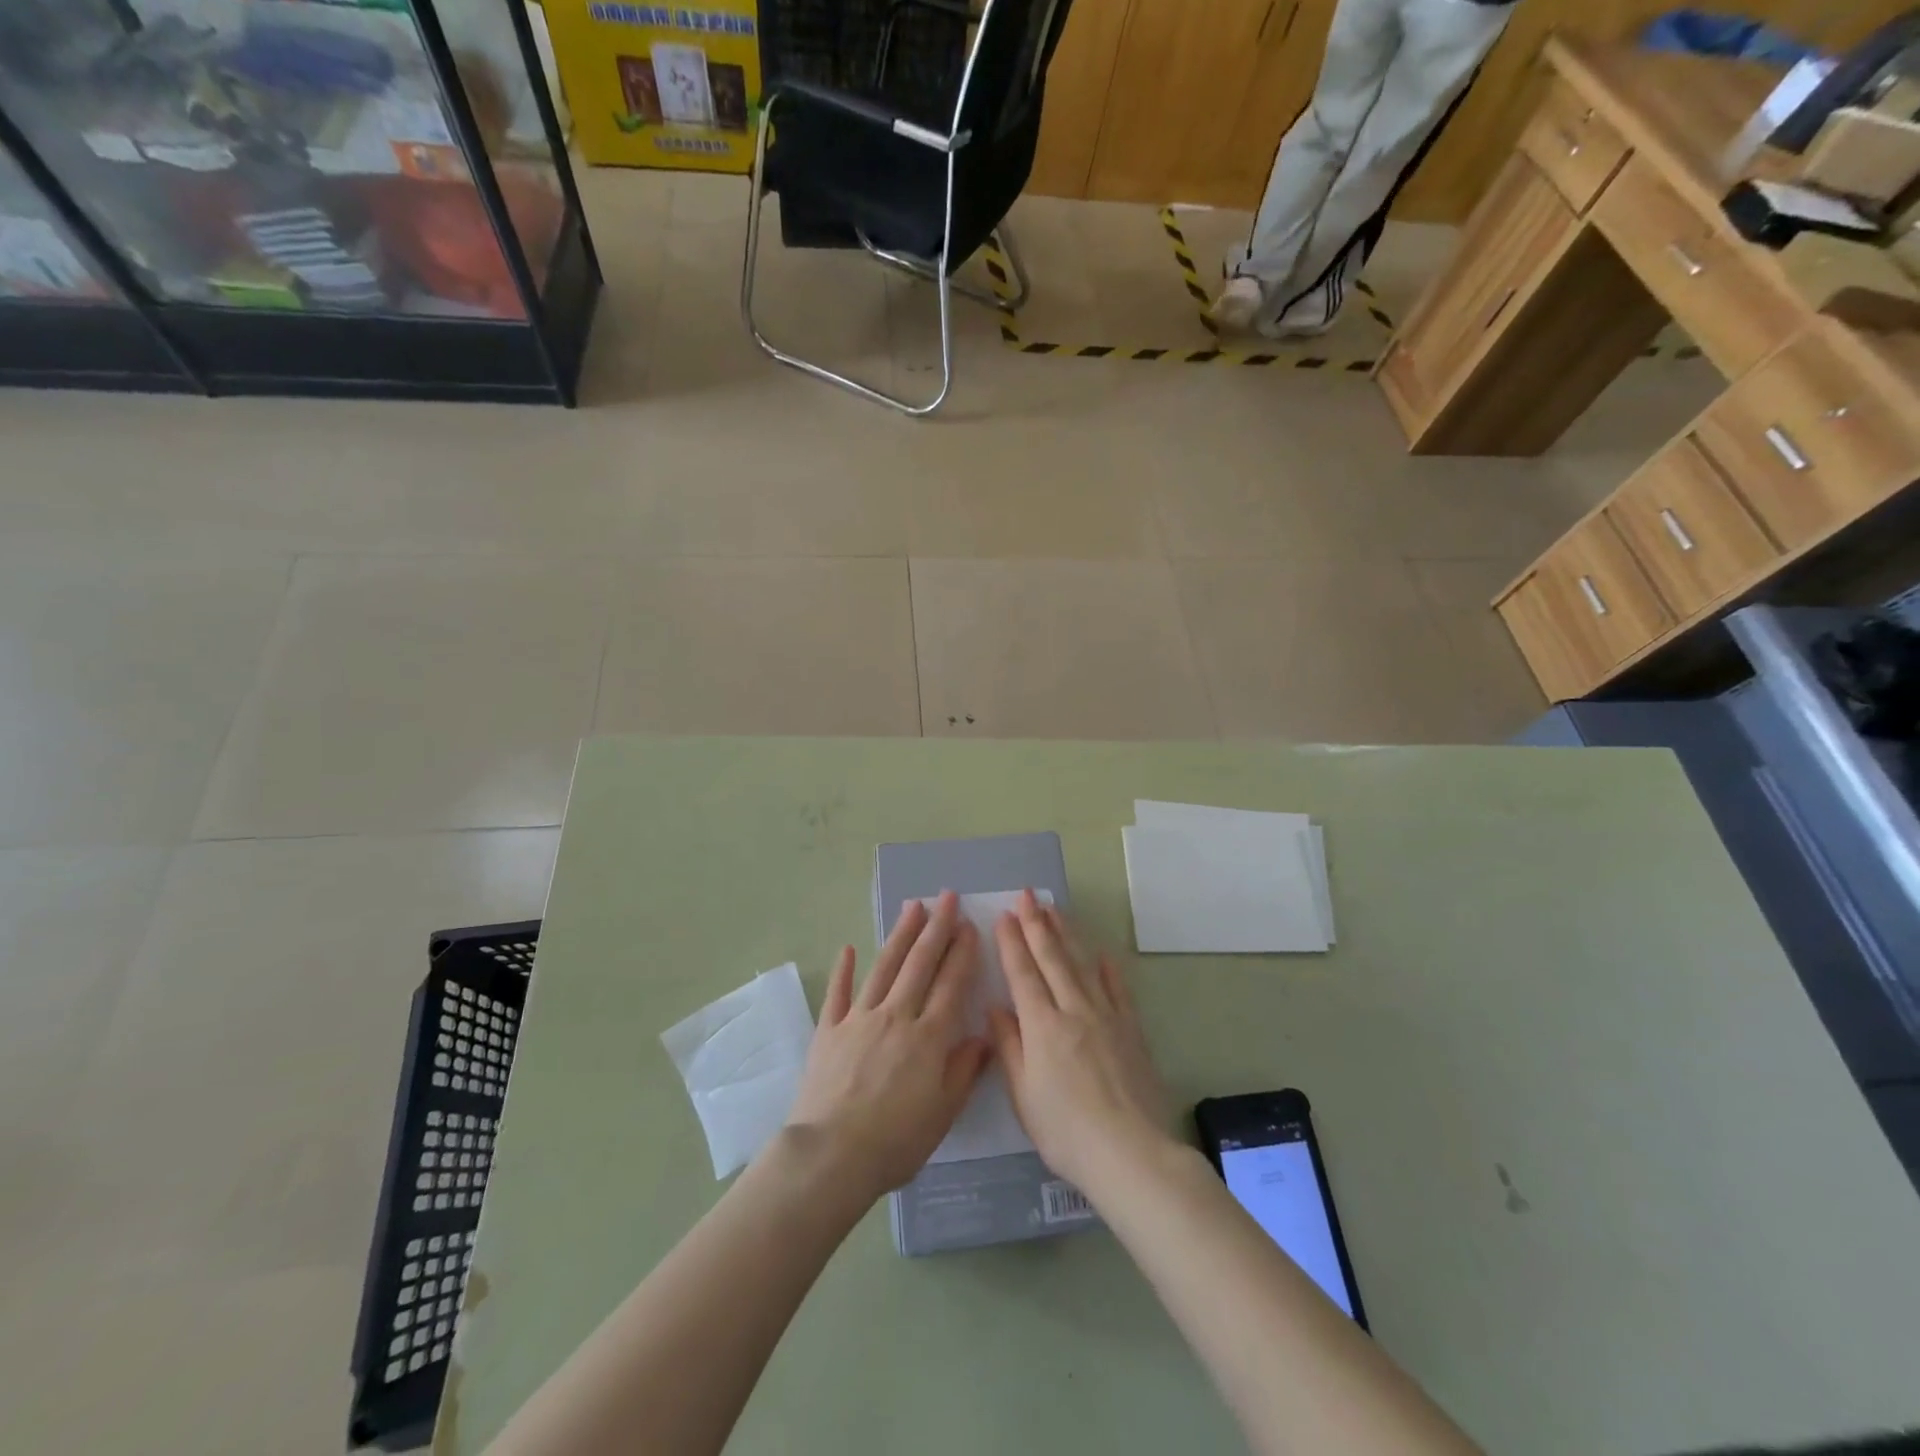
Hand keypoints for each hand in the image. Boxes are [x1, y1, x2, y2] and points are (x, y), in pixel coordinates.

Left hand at [784, 891, 990, 1199]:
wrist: (832, 1155)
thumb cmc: (895, 1141)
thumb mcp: (943, 1113)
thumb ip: (963, 1071)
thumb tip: (982, 1037)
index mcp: (928, 1037)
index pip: (950, 984)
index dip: (962, 953)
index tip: (969, 926)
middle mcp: (896, 1016)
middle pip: (920, 964)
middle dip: (936, 928)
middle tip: (947, 897)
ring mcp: (859, 1019)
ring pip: (884, 967)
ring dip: (900, 935)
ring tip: (913, 907)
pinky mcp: (829, 1030)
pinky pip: (838, 993)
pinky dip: (843, 970)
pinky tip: (848, 948)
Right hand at [989, 890, 1173, 1194]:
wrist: (1131, 1153)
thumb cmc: (1066, 1132)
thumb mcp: (1024, 1096)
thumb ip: (1009, 1047)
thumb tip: (996, 1007)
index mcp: (1042, 1026)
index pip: (1023, 974)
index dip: (1012, 943)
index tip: (1004, 915)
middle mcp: (1073, 1010)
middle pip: (1052, 959)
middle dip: (1037, 924)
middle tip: (1028, 895)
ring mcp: (1106, 1017)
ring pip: (1082, 965)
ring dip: (1067, 935)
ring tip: (1055, 909)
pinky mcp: (1131, 1030)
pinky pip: (1118, 990)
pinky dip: (1108, 970)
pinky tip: (1101, 954)